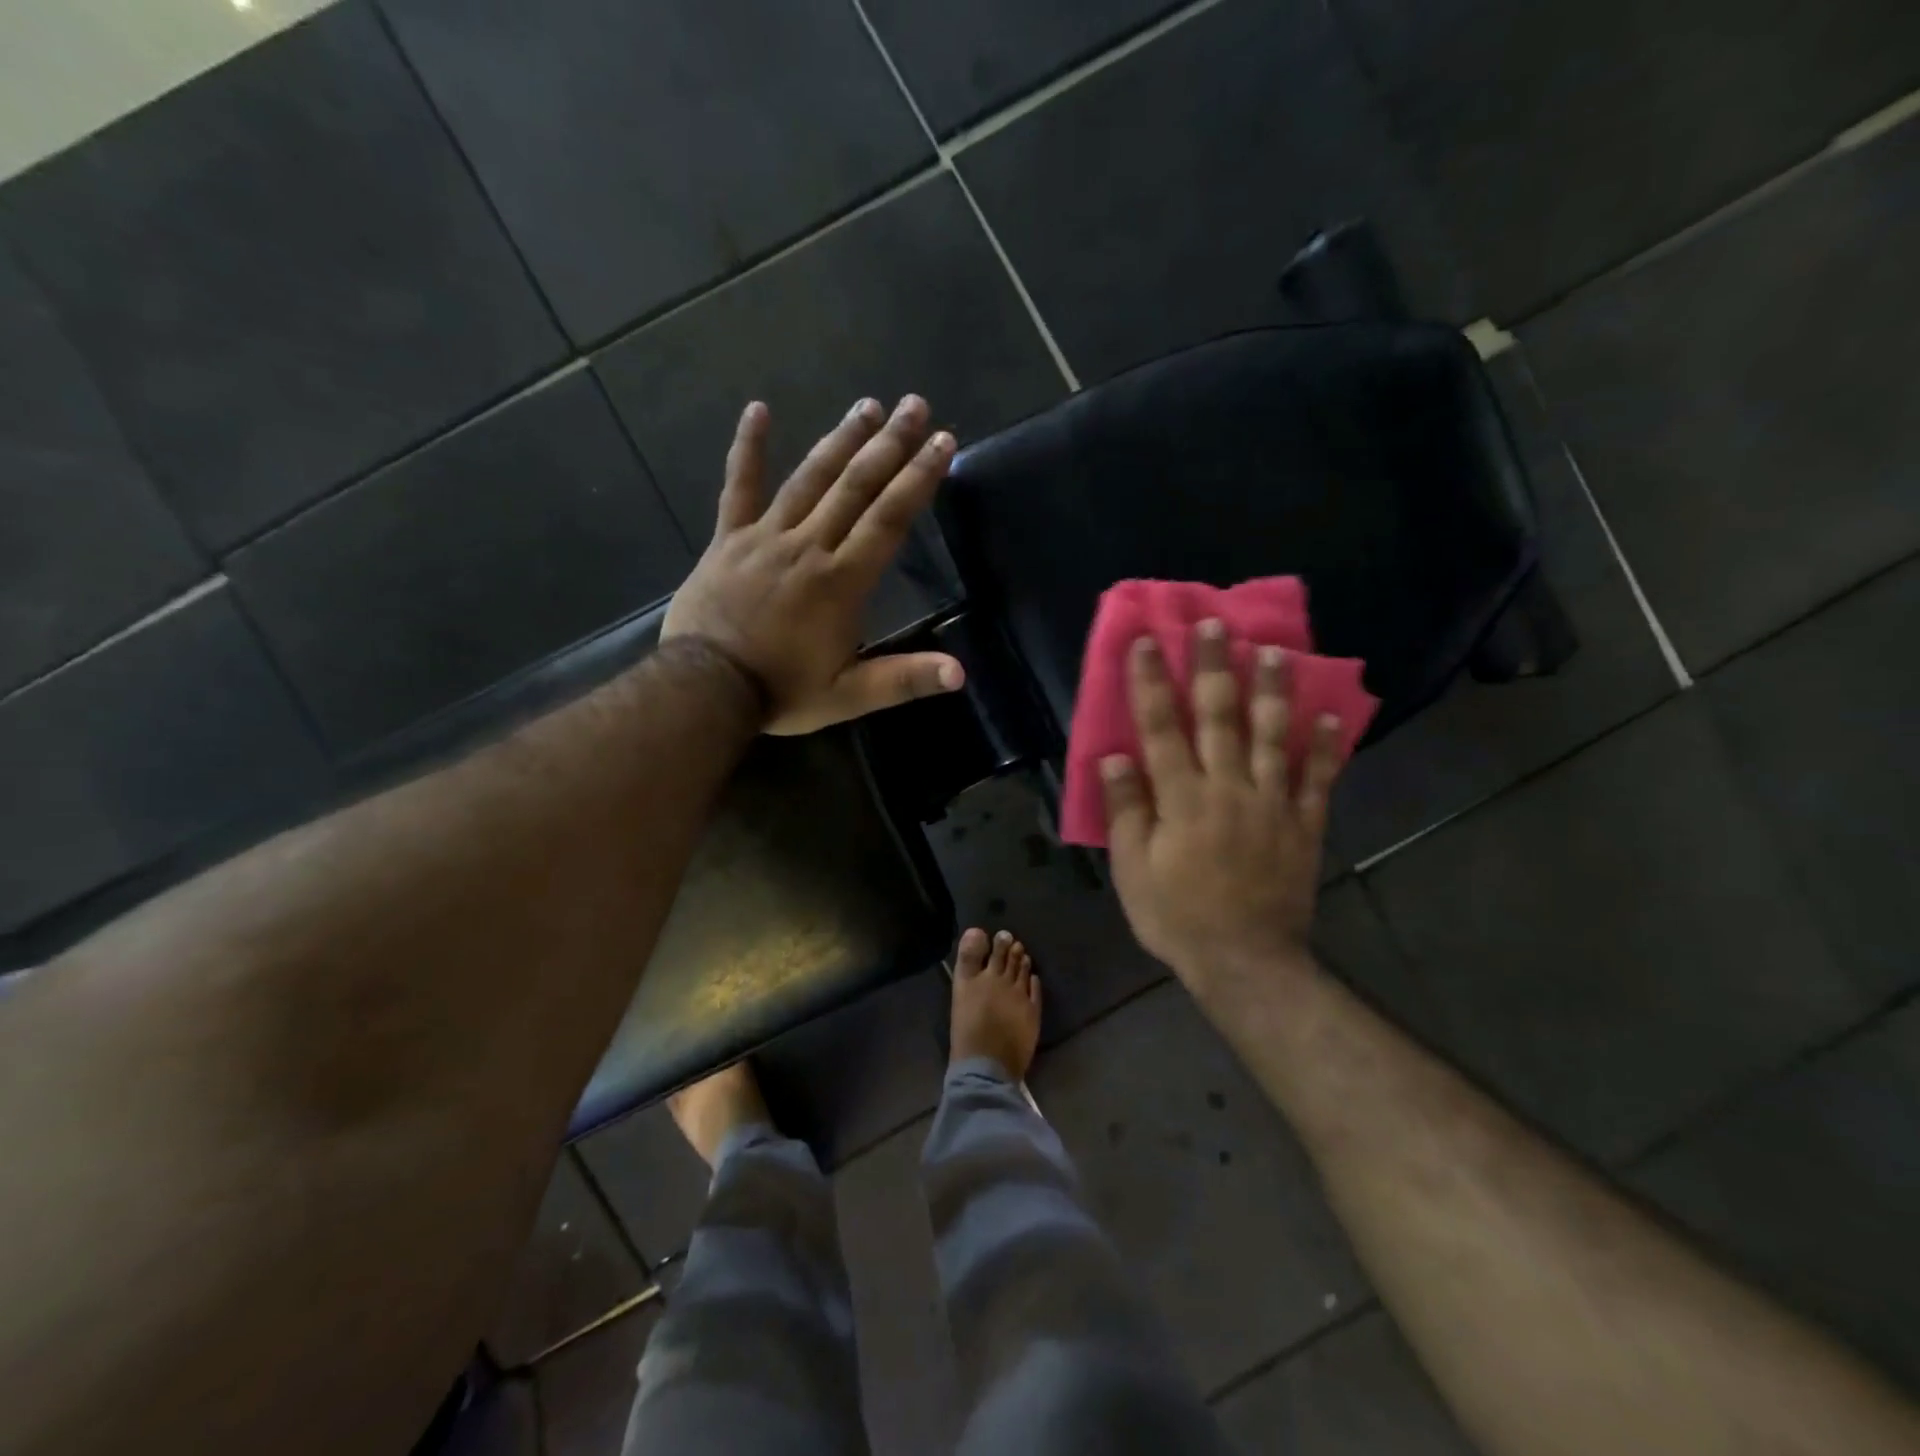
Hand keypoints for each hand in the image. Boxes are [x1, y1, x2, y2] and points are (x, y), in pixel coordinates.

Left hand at [661, 396, 965, 735]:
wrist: (705, 688)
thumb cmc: (782, 692)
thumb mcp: (849, 696)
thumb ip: (903, 680)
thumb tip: (960, 673)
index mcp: (842, 582)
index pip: (889, 520)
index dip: (919, 479)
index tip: (942, 442)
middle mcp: (809, 547)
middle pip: (855, 487)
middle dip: (890, 445)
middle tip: (914, 405)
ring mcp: (765, 537)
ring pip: (809, 479)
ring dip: (841, 439)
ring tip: (868, 406)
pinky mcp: (728, 538)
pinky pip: (738, 486)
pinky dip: (748, 448)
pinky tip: (758, 409)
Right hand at [1101, 620, 1345, 981]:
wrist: (1245, 961)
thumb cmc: (1177, 915)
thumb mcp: (1133, 870)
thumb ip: (1126, 810)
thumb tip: (1114, 757)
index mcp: (1182, 798)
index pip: (1161, 728)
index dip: (1151, 681)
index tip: (1147, 640)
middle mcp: (1229, 788)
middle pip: (1220, 717)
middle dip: (1215, 667)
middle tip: (1216, 624)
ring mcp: (1272, 804)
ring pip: (1274, 736)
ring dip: (1274, 691)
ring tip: (1277, 652)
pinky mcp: (1304, 825)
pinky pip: (1319, 780)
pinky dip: (1327, 747)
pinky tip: (1333, 716)